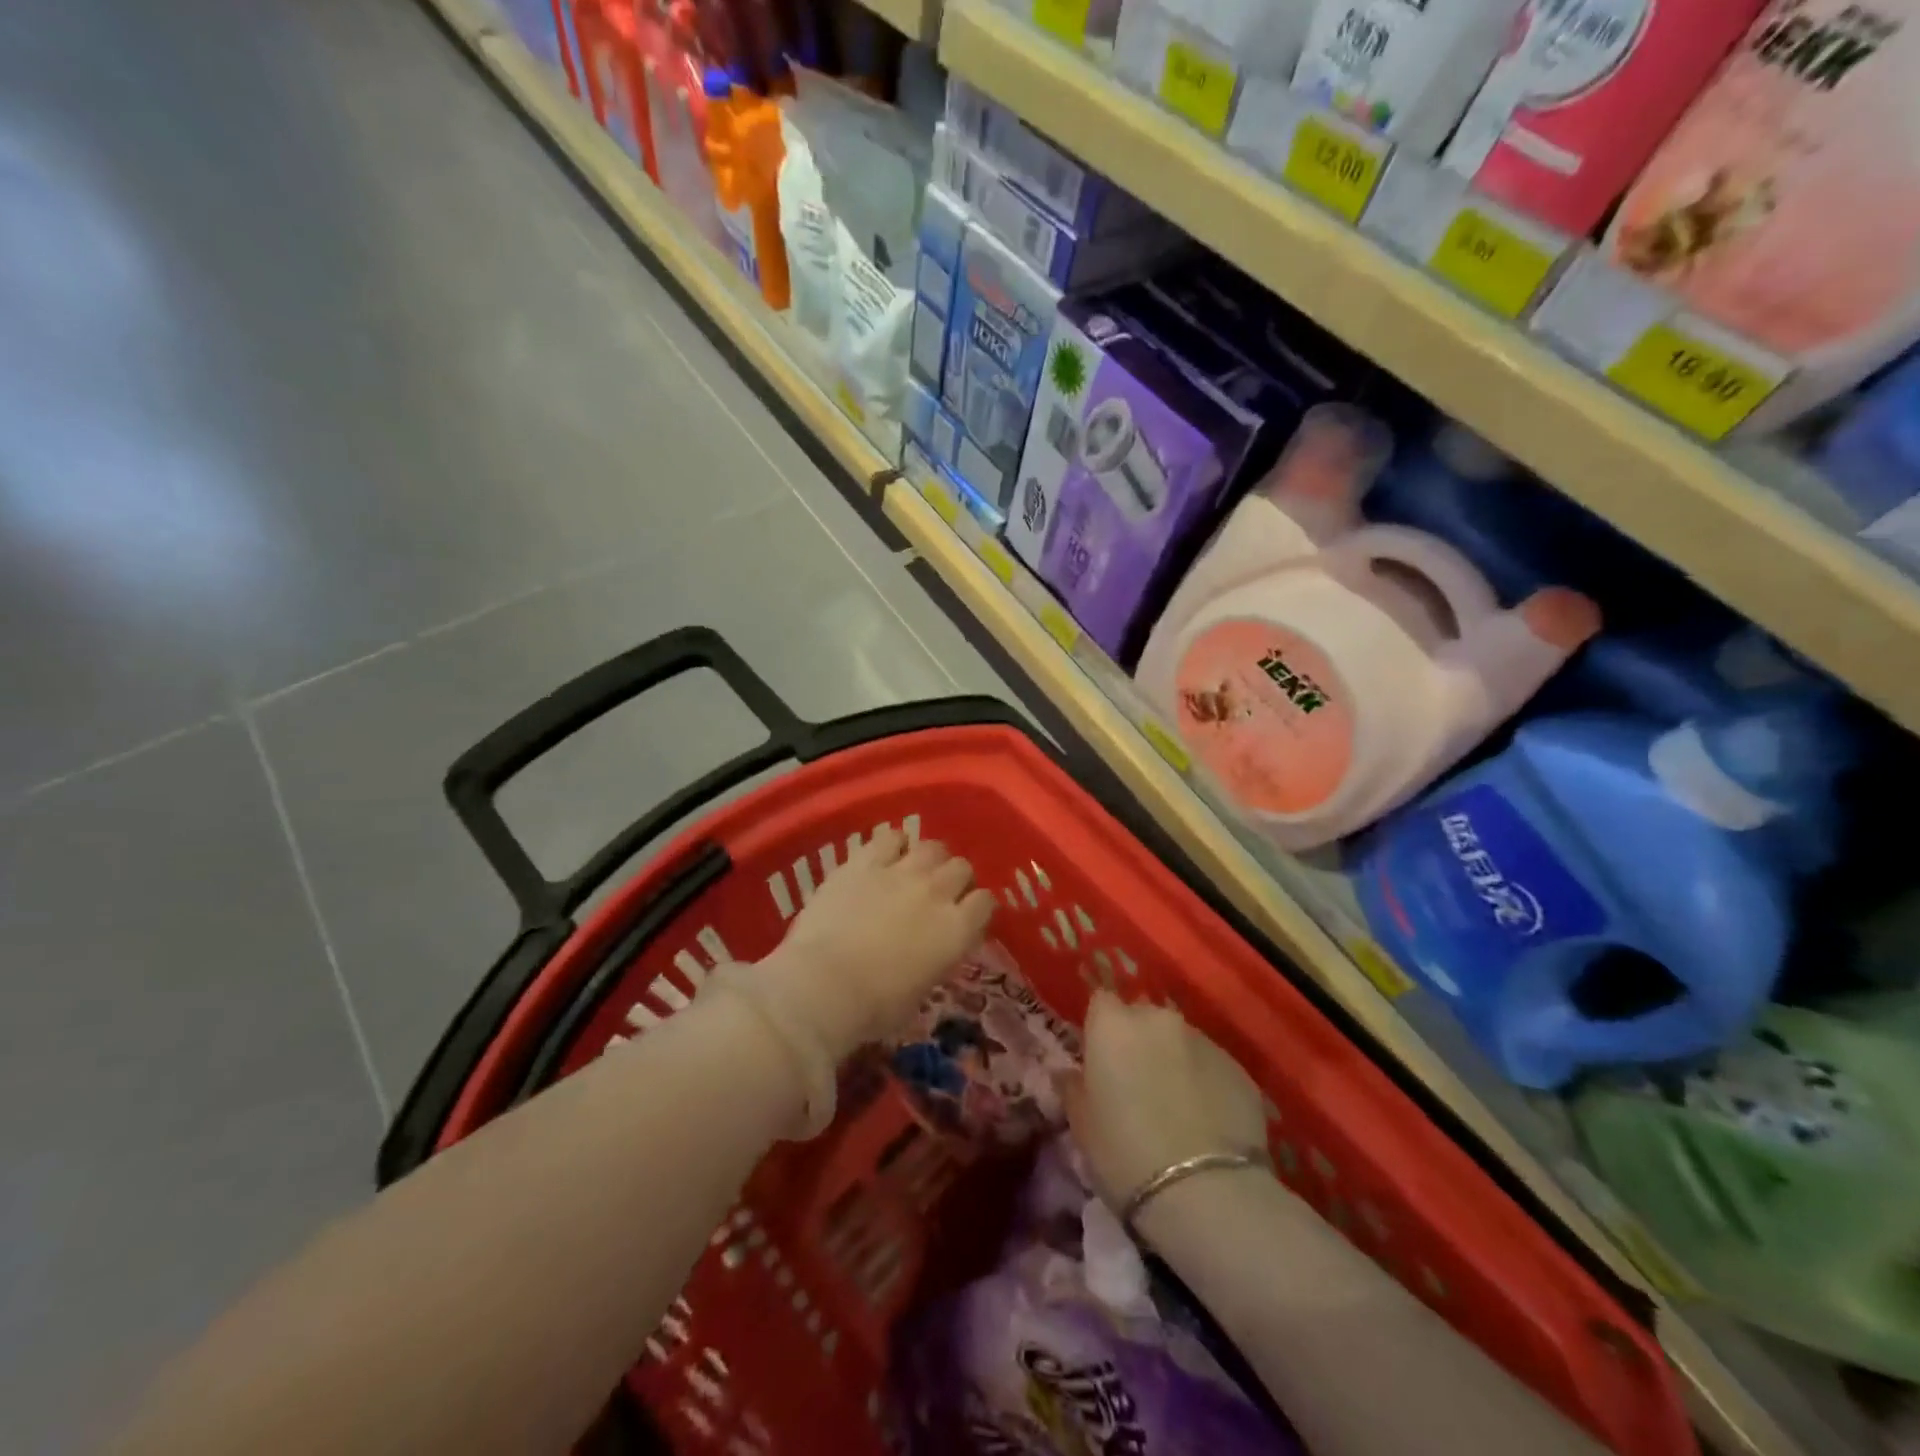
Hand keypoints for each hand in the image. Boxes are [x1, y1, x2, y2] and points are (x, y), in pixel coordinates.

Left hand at [758, 825, 994, 1057]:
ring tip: (916, 869)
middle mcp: (937, 892)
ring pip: (932, 847)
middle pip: (962, 868)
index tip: (967, 916)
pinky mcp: (865, 862)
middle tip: (940, 893)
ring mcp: (901, 872)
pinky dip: (894, 843)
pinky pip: (890, 836)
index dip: (977, 907)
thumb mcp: (921, 991)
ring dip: (929, 858)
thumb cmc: (874, 1007)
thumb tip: (933, 950)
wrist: (824, 985)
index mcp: (957, 930)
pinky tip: (886, 853)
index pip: (985, 902)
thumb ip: (936, 959)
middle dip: (955, 879)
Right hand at [1066, 992, 1268, 1216]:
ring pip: (1180, 1042)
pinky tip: (1207, 1125)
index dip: (1100, 1030)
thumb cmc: (1125, 1153)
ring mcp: (1204, 1041)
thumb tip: (1067, 1074)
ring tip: (1176, 1109)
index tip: (1100, 1062)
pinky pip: (1212, 1068)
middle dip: (1139, 1043)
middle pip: (1143, 1018)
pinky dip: (1206, 1085)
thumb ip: (1072, 1089)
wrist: (1205, 1193)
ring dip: (1174, 1062)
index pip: (1101, 1003)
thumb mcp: (1082, 1126)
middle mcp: (1159, 1020)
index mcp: (1113, 1025)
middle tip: (1137, 1086)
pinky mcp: (1240, 1070)